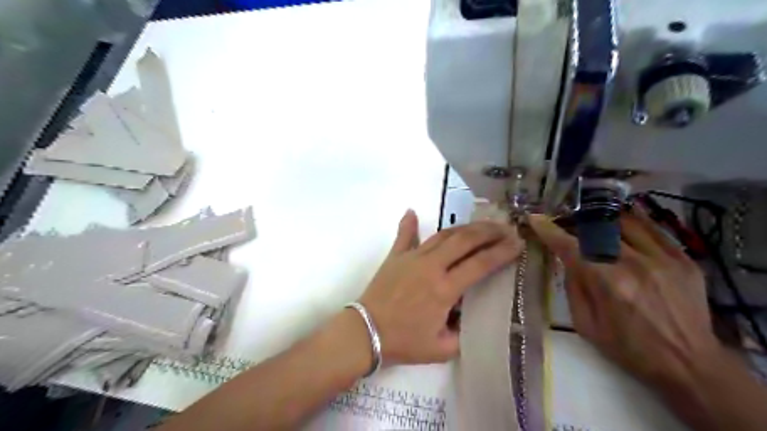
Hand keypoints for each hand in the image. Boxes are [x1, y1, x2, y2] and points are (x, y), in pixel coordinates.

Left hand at [358, 210, 524, 364]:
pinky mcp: (395, 256)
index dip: (501, 252)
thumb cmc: (403, 342)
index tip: (517, 243)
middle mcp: (431, 267)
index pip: (480, 264)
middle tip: (505, 228)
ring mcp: (411, 257)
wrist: (365, 332)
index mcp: (444, 289)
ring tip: (480, 224)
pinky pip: (404, 236)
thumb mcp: (441, 348)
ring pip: (442, 235)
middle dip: (488, 231)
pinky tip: (412, 212)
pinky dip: (409, 223)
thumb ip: (462, 334)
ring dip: (463, 227)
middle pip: (464, 240)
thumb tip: (469, 318)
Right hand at [531, 209, 722, 390]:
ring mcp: (662, 258)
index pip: (570, 246)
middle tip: (564, 222)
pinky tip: (621, 222)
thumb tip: (566, 259)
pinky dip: (633, 222)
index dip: (549, 229)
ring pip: (625, 222)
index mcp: (607, 283)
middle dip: (574, 221)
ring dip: (602, 219)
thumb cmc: (629, 348)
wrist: (690, 364)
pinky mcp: (683, 259)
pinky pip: (653, 229)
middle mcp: (634, 263)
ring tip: (591, 221)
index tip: (536, 218)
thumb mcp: (586, 325)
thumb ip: (573, 287)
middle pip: (596, 228)